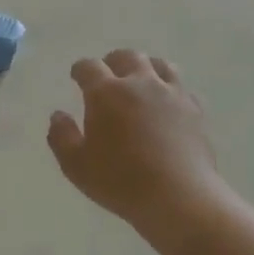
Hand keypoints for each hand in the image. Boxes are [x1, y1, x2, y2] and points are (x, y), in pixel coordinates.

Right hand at [48, 50, 224, 228]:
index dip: (80, 69)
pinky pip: (181, 88)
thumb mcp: (76, 165)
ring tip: (140, 81)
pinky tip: (167, 104)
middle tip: (108, 75)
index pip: (89, 67)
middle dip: (113, 62)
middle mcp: (140, 84)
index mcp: (106, 93)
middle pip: (126, 56)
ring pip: (159, 65)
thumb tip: (58, 116)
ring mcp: (171, 94)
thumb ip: (61, 136)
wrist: (179, 197)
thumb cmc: (120, 182)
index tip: (76, 76)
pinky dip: (170, 89)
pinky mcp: (195, 110)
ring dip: (145, 68)